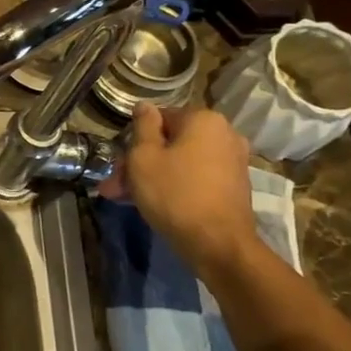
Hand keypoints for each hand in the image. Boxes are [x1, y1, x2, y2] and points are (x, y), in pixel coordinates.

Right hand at [104, 105, 257, 274]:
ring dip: (154, 176)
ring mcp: (233, 161)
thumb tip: (145, 106)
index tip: (118, 163)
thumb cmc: (174, 193)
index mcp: (203, 119)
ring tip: (127, 199)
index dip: (135, 139)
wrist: (218, 244)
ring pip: (181, 162)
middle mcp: (224, 134)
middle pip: (171, 142)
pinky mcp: (235, 186)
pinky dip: (176, 186)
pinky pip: (196, 177)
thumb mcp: (144, 157)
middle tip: (116, 187)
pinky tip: (154, 204)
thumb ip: (143, 127)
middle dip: (141, 163)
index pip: (159, 117)